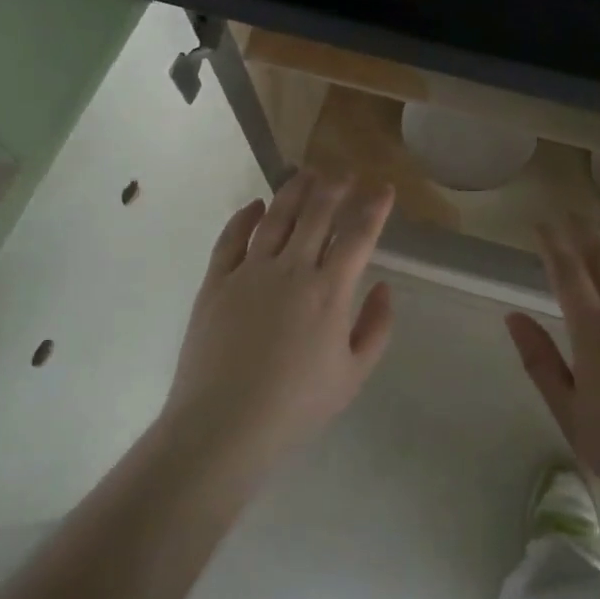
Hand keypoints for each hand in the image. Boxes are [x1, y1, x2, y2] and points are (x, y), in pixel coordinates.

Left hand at [163, 169, 395, 469]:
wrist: (223, 425)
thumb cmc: (296, 406)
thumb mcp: (353, 375)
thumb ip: (376, 328)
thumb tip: (383, 286)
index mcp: (329, 291)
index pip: (358, 235)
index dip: (374, 207)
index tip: (383, 187)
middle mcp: (292, 269)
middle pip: (317, 214)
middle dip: (335, 187)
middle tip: (345, 173)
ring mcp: (250, 272)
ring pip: (276, 217)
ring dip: (294, 191)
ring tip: (307, 173)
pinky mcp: (216, 282)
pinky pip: (231, 238)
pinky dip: (244, 217)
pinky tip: (254, 205)